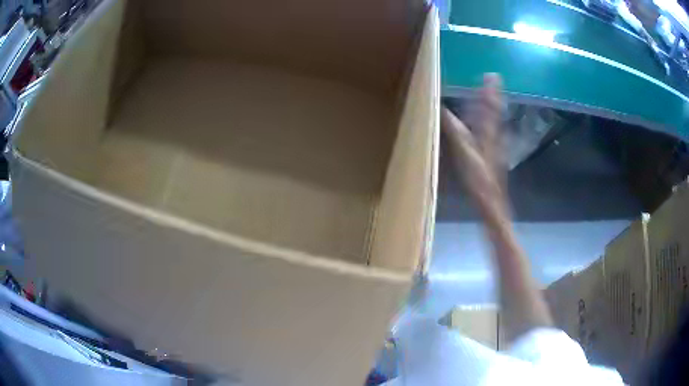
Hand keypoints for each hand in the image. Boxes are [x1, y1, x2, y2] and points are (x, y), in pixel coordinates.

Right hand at [442, 74, 507, 223]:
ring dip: (492, 105)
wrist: (492, 200)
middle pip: (495, 110)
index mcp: (488, 133)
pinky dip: (489, 120)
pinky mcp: (493, 154)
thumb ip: (454, 129)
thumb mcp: (464, 152)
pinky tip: (485, 122)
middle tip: (493, 79)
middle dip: (493, 94)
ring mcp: (495, 145)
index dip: (490, 91)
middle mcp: (494, 135)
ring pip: (494, 120)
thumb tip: (441, 108)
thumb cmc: (478, 178)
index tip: (491, 75)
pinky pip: (491, 131)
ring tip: (490, 93)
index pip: (490, 107)